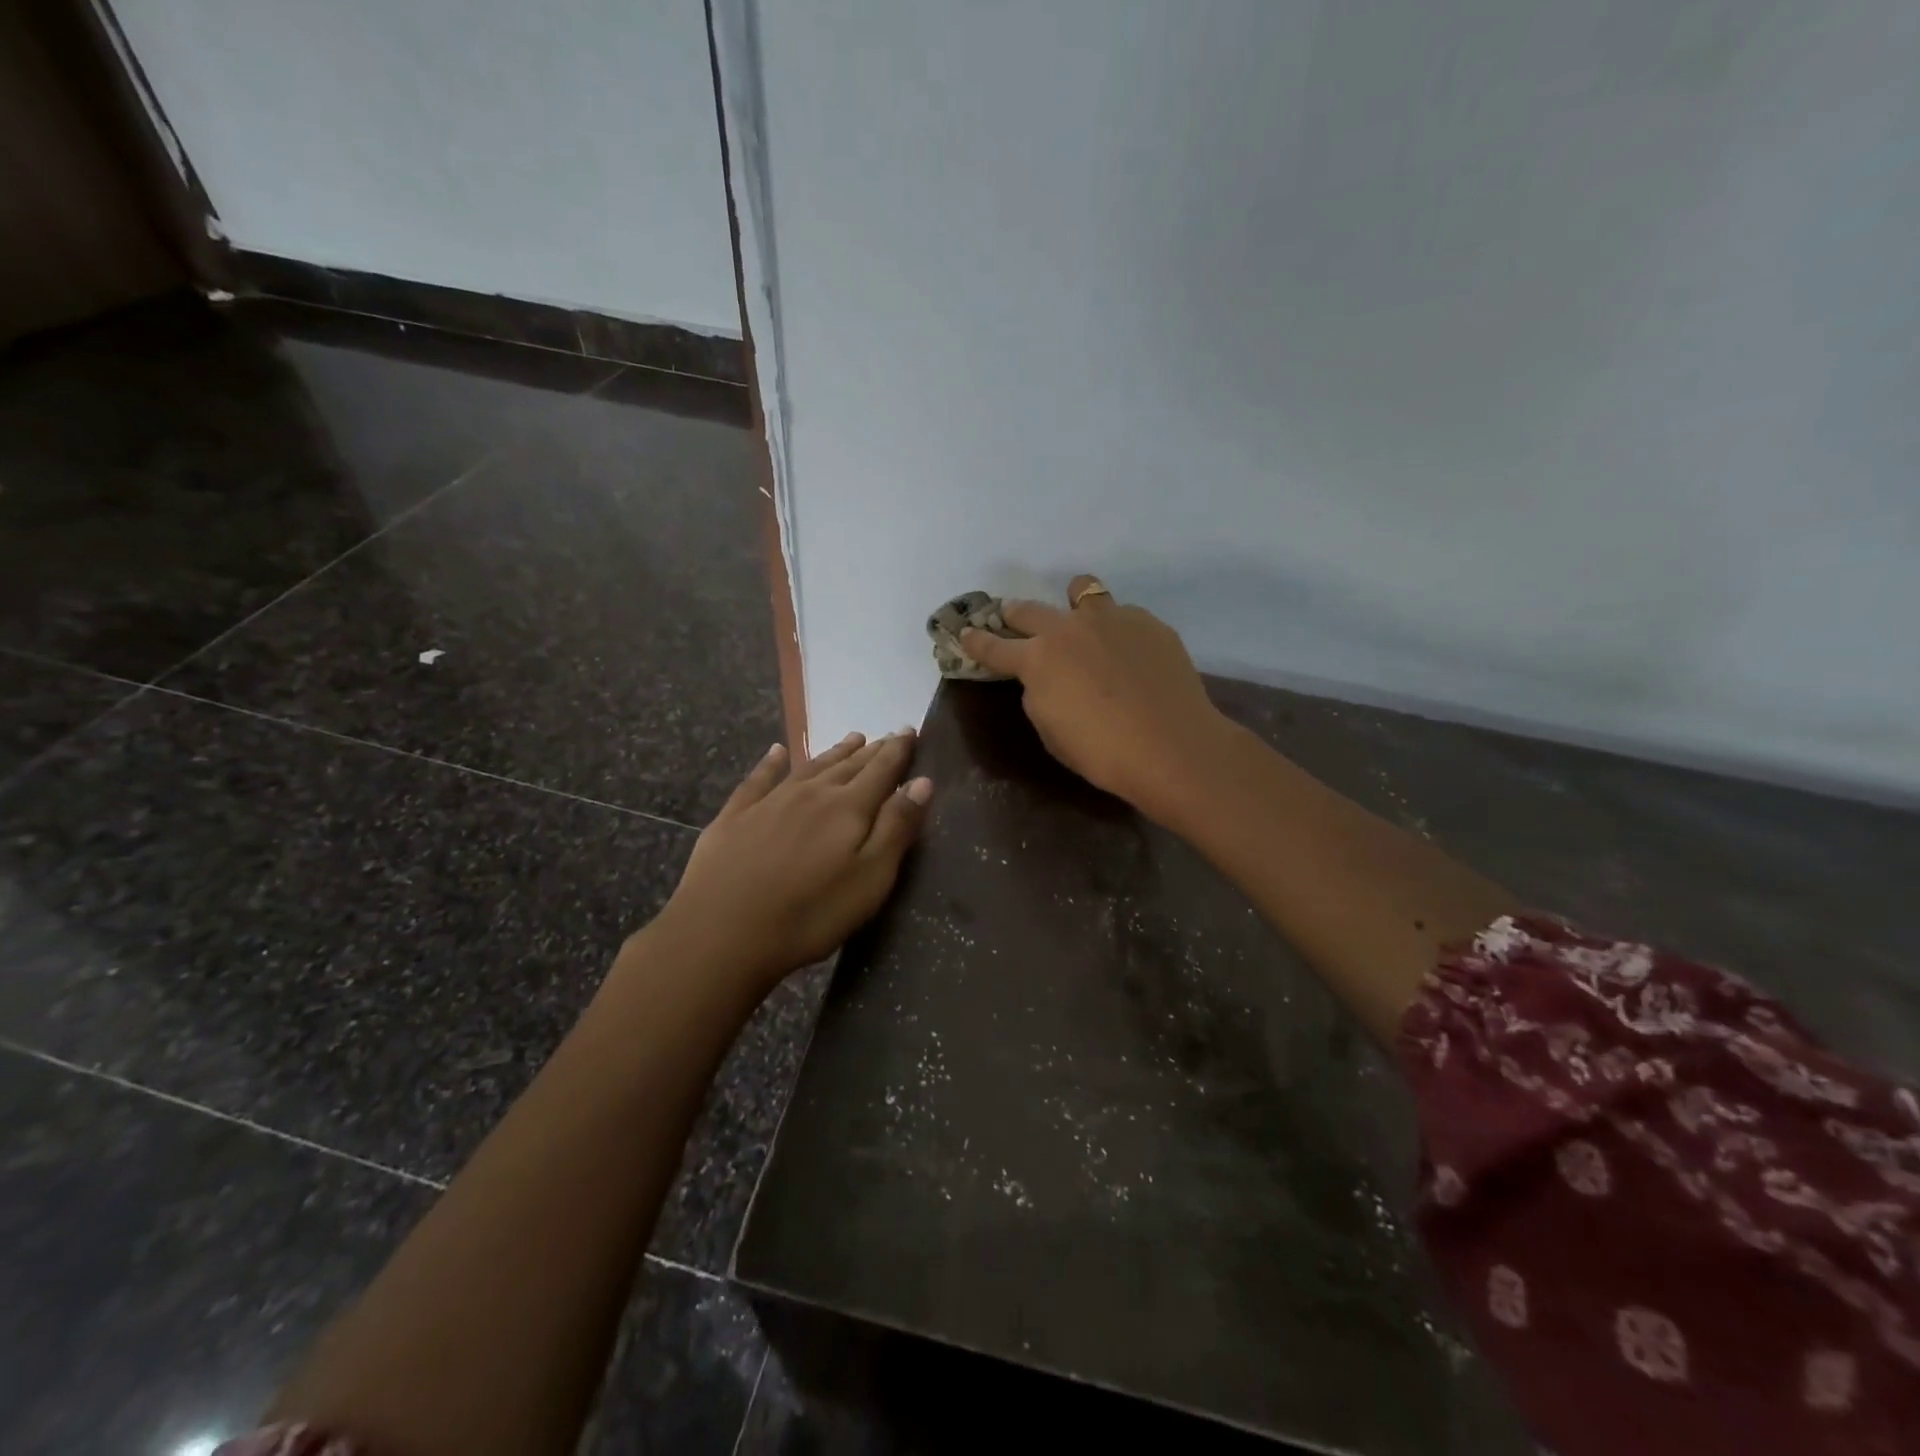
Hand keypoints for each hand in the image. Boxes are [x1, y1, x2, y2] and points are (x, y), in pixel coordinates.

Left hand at [649, 731, 931, 997]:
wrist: (722, 933)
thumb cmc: (810, 914)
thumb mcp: (870, 878)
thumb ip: (896, 827)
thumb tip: (921, 781)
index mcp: (848, 808)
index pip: (881, 770)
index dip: (898, 750)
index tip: (910, 730)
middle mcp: (811, 793)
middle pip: (848, 765)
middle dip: (871, 750)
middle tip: (887, 736)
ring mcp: (769, 802)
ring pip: (809, 767)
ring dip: (833, 752)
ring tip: (852, 738)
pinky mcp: (734, 817)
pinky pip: (758, 779)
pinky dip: (770, 763)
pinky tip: (776, 752)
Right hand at [961, 575, 1230, 821]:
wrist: (1171, 746)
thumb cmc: (1101, 751)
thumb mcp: (1050, 730)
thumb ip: (1038, 694)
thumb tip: (1043, 677)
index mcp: (1038, 659)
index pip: (994, 647)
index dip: (977, 641)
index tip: (965, 633)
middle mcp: (1069, 628)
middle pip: (1030, 610)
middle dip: (1015, 615)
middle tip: (1013, 618)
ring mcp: (1111, 619)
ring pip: (1082, 591)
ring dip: (1072, 602)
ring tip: (1080, 616)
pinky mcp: (1148, 623)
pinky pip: (1122, 615)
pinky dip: (1115, 628)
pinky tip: (1129, 653)